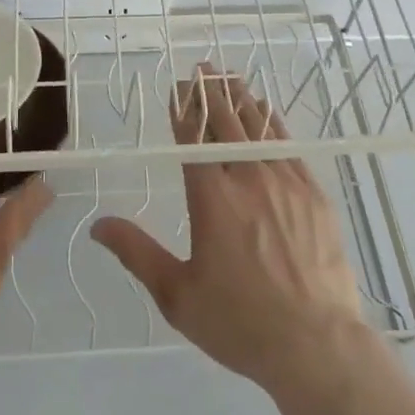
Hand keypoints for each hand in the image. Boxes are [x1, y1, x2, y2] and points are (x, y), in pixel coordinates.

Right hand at [91, 64, 368, 390]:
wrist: (317, 344)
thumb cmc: (240, 322)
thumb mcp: (178, 295)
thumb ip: (137, 253)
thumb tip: (97, 225)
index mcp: (212, 197)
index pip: (192, 138)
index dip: (183, 109)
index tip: (177, 87)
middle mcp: (247, 178)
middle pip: (226, 122)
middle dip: (210, 93)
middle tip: (202, 70)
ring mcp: (286, 182)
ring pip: (259, 127)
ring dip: (241, 99)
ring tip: (230, 78)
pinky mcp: (314, 194)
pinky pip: (288, 145)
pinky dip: (273, 123)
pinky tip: (268, 113)